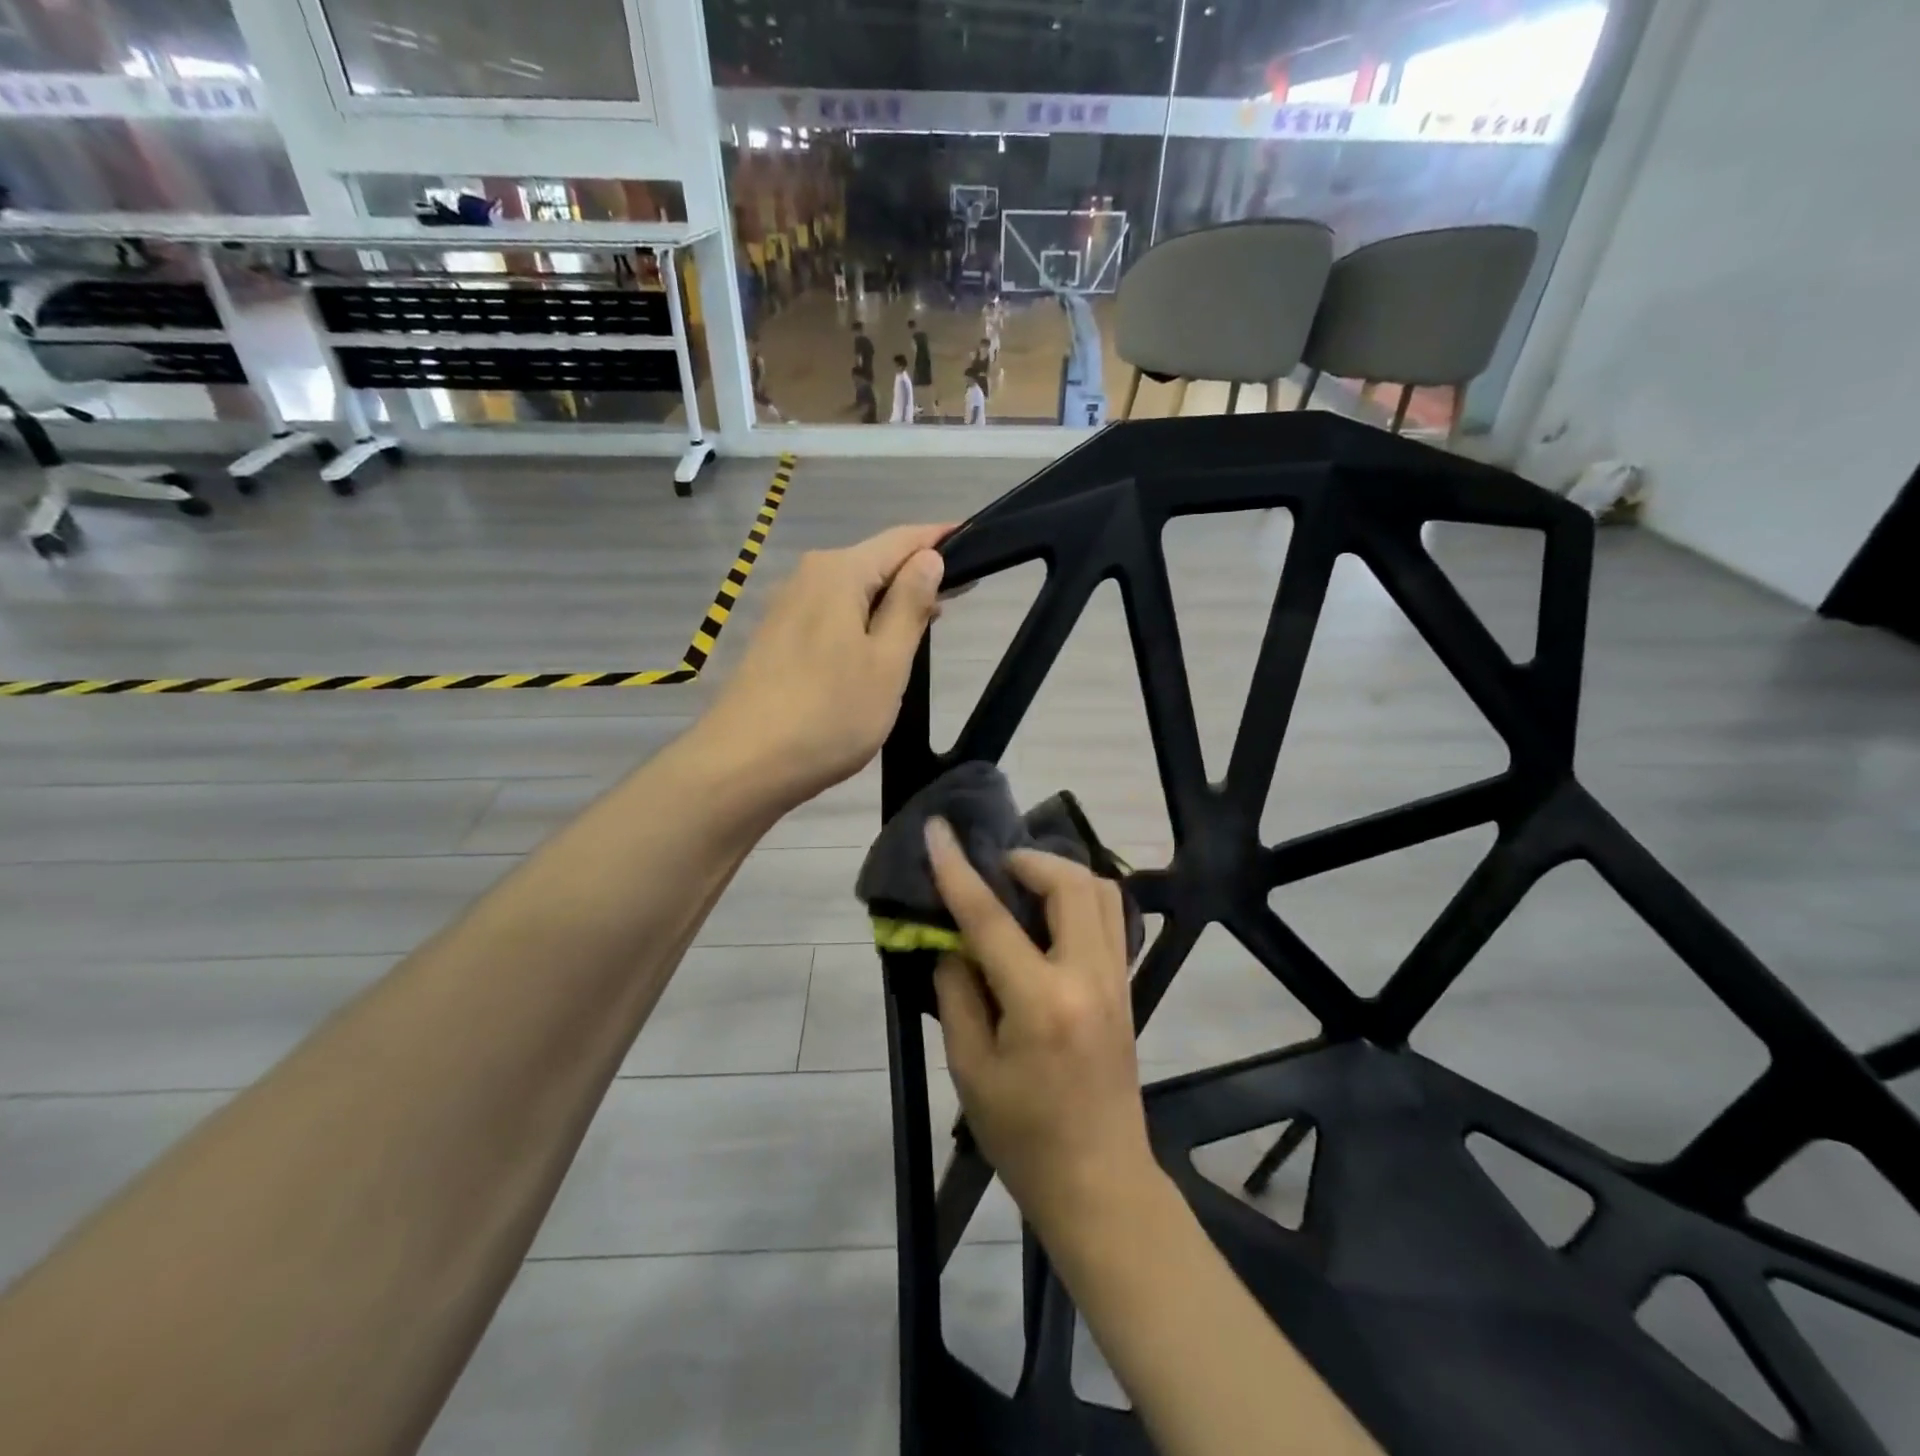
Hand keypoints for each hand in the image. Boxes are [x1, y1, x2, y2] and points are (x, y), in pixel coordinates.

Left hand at [706, 523, 947, 809]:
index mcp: (839, 572)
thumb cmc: (829, 714)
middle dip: (917, 574)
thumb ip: (910, 605)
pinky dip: (863, 620)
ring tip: (928, 623)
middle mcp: (809, 576)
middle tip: (961, 598)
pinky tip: (879, 646)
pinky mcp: (778, 637)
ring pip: (853, 590)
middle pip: (875, 562)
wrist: (744, 765)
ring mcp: (788, 607)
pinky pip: (832, 613)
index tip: (978, 545)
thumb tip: (928, 558)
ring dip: (891, 601)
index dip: (940, 539)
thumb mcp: (887, 662)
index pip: (902, 539)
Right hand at [926, 819, 1159, 1239]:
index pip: (991, 918)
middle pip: (1069, 884)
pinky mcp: (1126, 986)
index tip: (937, 830)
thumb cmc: (1023, 1136)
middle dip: (1027, 860)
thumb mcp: (970, 1069)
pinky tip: (1050, 915)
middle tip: (993, 868)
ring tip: (1022, 885)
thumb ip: (958, 992)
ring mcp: (1116, 979)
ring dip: (1060, 873)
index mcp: (1041, 1002)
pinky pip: (1111, 917)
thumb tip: (952, 940)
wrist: (1099, 1181)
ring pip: (1101, 891)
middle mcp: (1087, 977)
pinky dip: (1081, 896)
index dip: (958, 870)